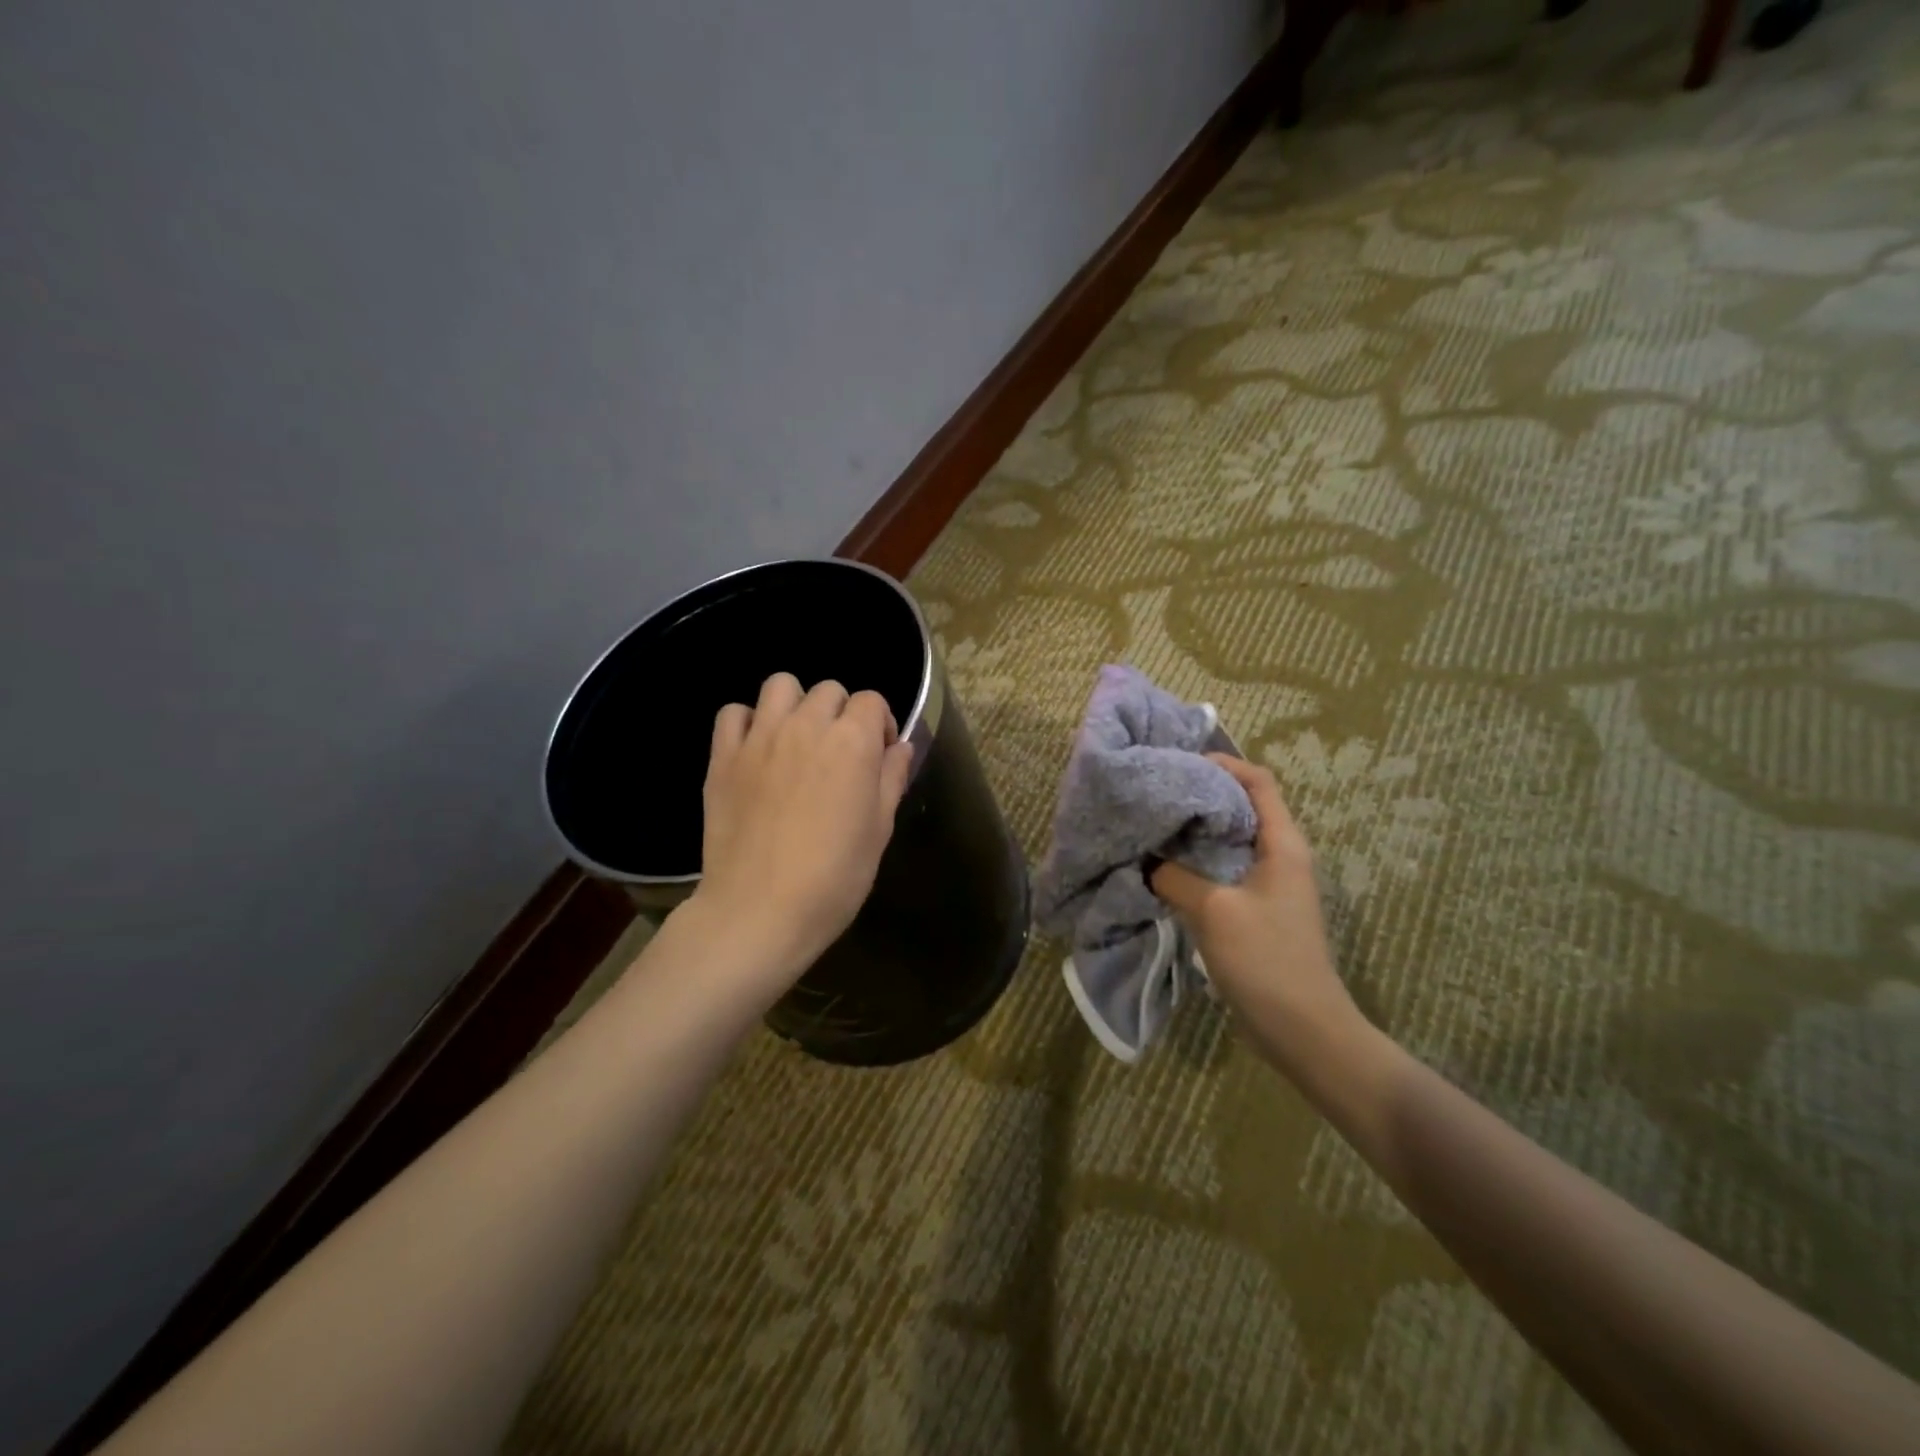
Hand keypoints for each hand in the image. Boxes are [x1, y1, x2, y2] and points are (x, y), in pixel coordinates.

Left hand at [689, 673, 914, 981]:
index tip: (878, 756)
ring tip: (797, 741)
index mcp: (852, 742)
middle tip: (839, 754)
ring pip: (780, 686)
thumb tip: (898, 747)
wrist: (760, 911)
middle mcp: (806, 726)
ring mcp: (759, 738)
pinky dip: (747, 722)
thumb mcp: (879, 831)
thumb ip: (891, 779)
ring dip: (795, 705)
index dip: (880, 724)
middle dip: (841, 714)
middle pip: (829, 691)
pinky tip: (756, 751)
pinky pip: (733, 714)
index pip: (871, 700)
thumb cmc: (834, 878)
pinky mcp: (722, 757)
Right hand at [1151, 754, 1360, 1049]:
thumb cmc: (1266, 959)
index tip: (1180, 762)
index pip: (1259, 782)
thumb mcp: (1215, 910)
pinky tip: (1164, 870)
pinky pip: (1223, 873)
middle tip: (1156, 793)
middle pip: (1241, 808)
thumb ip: (1175, 877)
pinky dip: (1195, 864)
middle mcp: (1280, 857)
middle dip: (1200, 796)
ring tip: (1153, 826)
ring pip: (1229, 842)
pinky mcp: (1256, 912)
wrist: (1304, 1030)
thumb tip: (1146, 860)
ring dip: (1194, 833)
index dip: (1224, 764)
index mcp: (1283, 844)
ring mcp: (1269, 886)